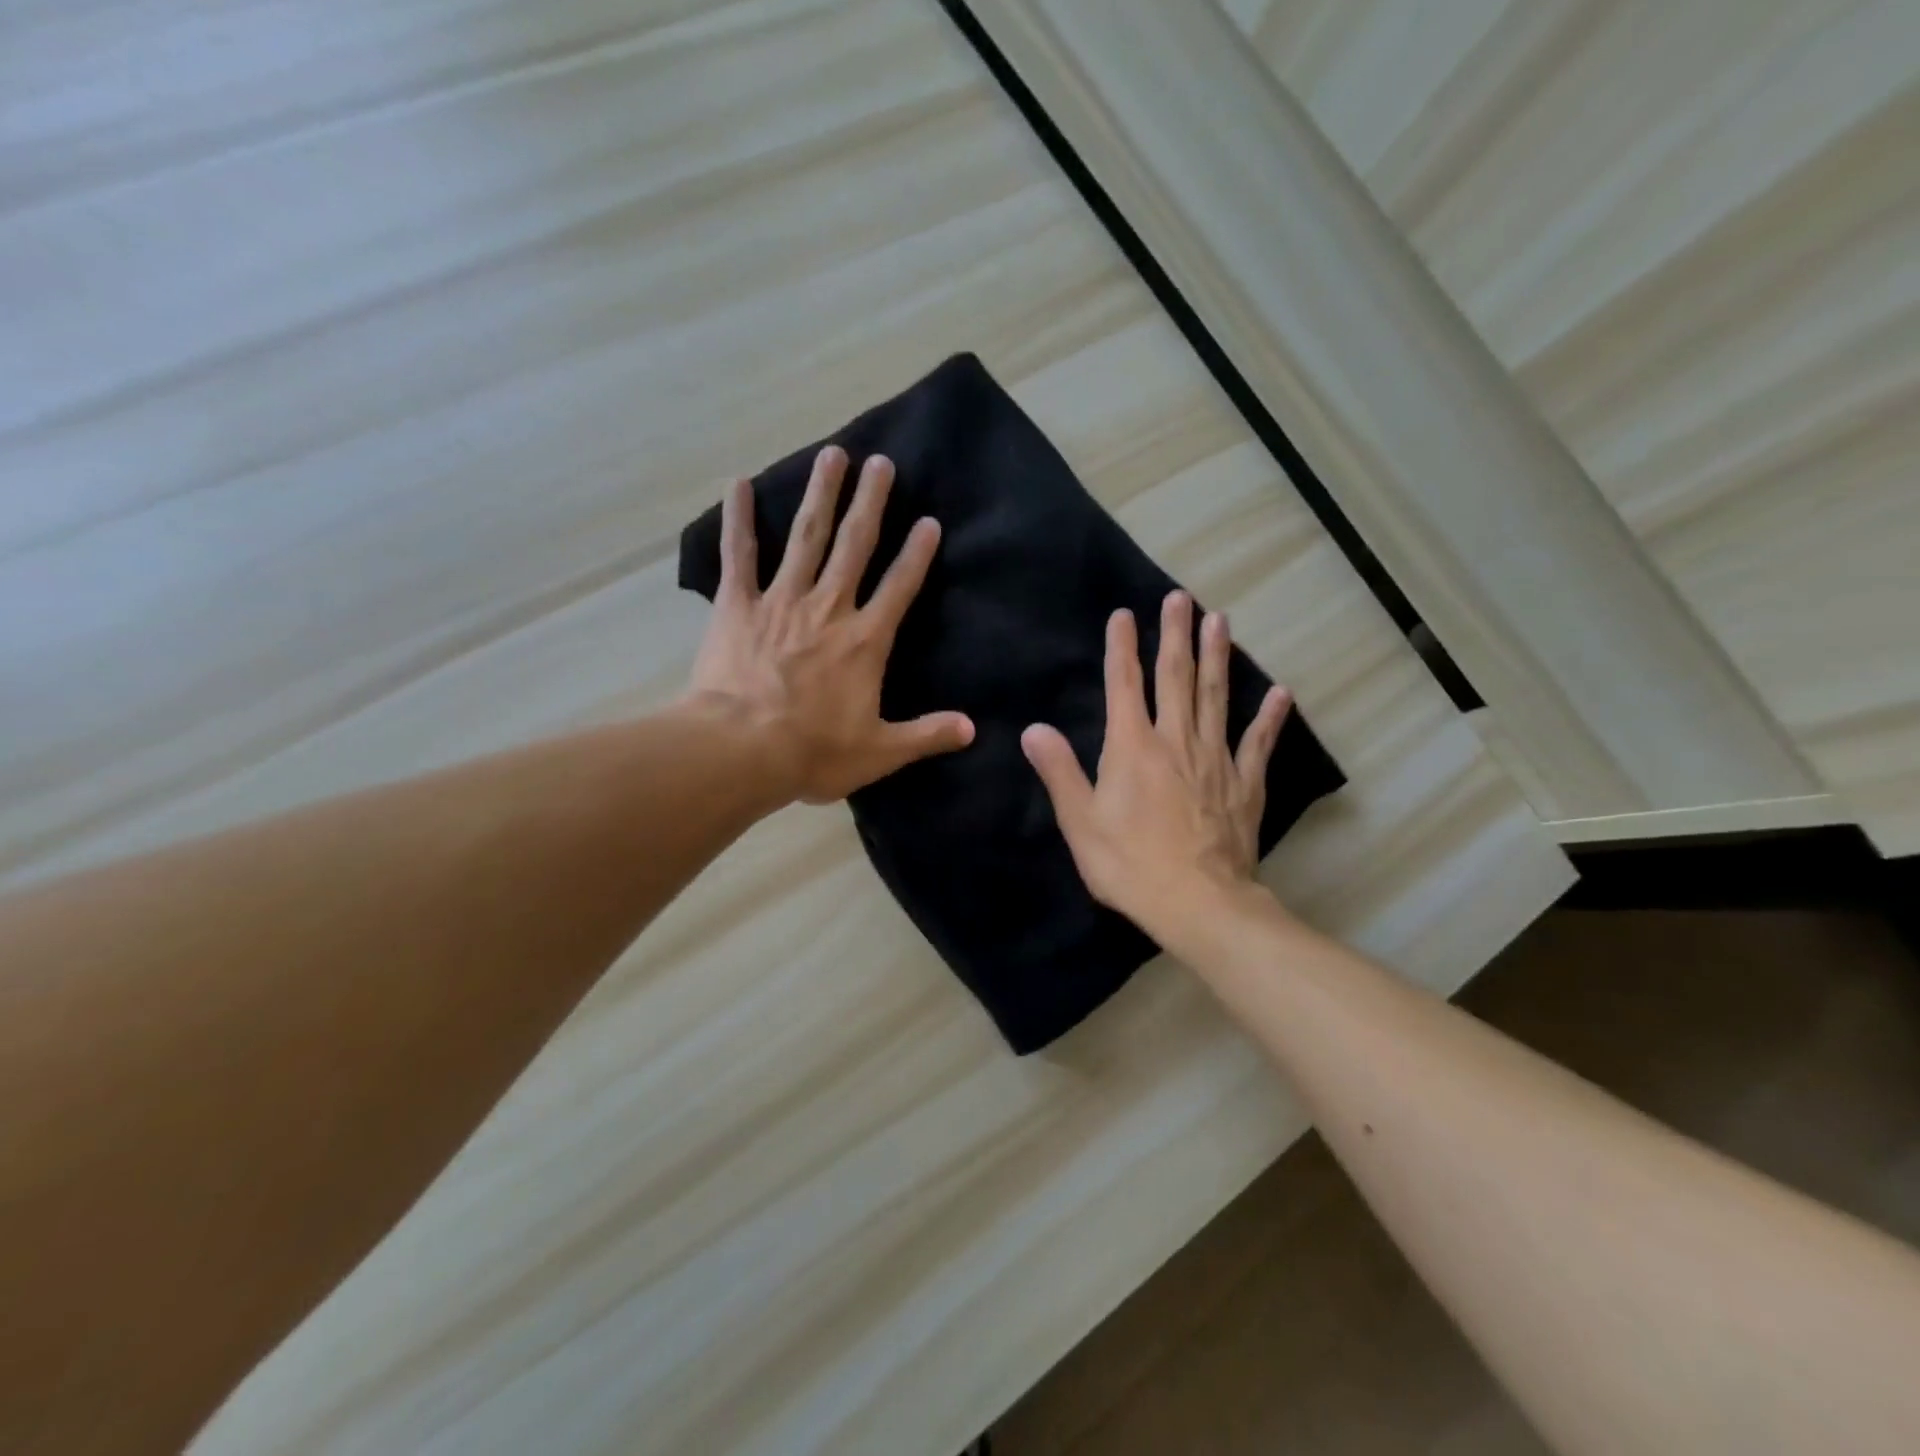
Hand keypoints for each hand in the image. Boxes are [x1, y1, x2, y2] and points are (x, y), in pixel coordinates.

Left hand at [686, 446, 973, 804]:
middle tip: (881, 462)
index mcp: (865, 641)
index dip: (917, 554)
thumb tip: (972, 728)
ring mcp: (781, 601)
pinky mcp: (738, 606)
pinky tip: (739, 483)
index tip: (929, 521)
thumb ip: (927, 735)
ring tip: (832, 455)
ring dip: (821, 494)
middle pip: (854, 546)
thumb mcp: (880, 752)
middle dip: (871, 503)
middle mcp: (828, 608)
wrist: (741, 750)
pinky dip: (739, 519)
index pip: (900, 587)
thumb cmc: (813, 752)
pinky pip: (739, 556)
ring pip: (806, 538)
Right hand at [1021, 591, 1291, 940]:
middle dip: (1175, 635)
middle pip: (1176, 677)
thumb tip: (1034, 729)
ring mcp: (1216, 759)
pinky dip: (1269, 716)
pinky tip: (1280, 692)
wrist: (1198, 903)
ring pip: (1216, 696)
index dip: (1122, 648)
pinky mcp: (1244, 784)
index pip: (1124, 685)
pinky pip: (1259, 742)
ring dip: (1218, 656)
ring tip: (1221, 621)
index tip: (1123, 614)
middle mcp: (1175, 740)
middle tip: (1181, 598)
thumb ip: (1059, 771)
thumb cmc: (1130, 864)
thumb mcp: (1080, 822)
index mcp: (1132, 747)